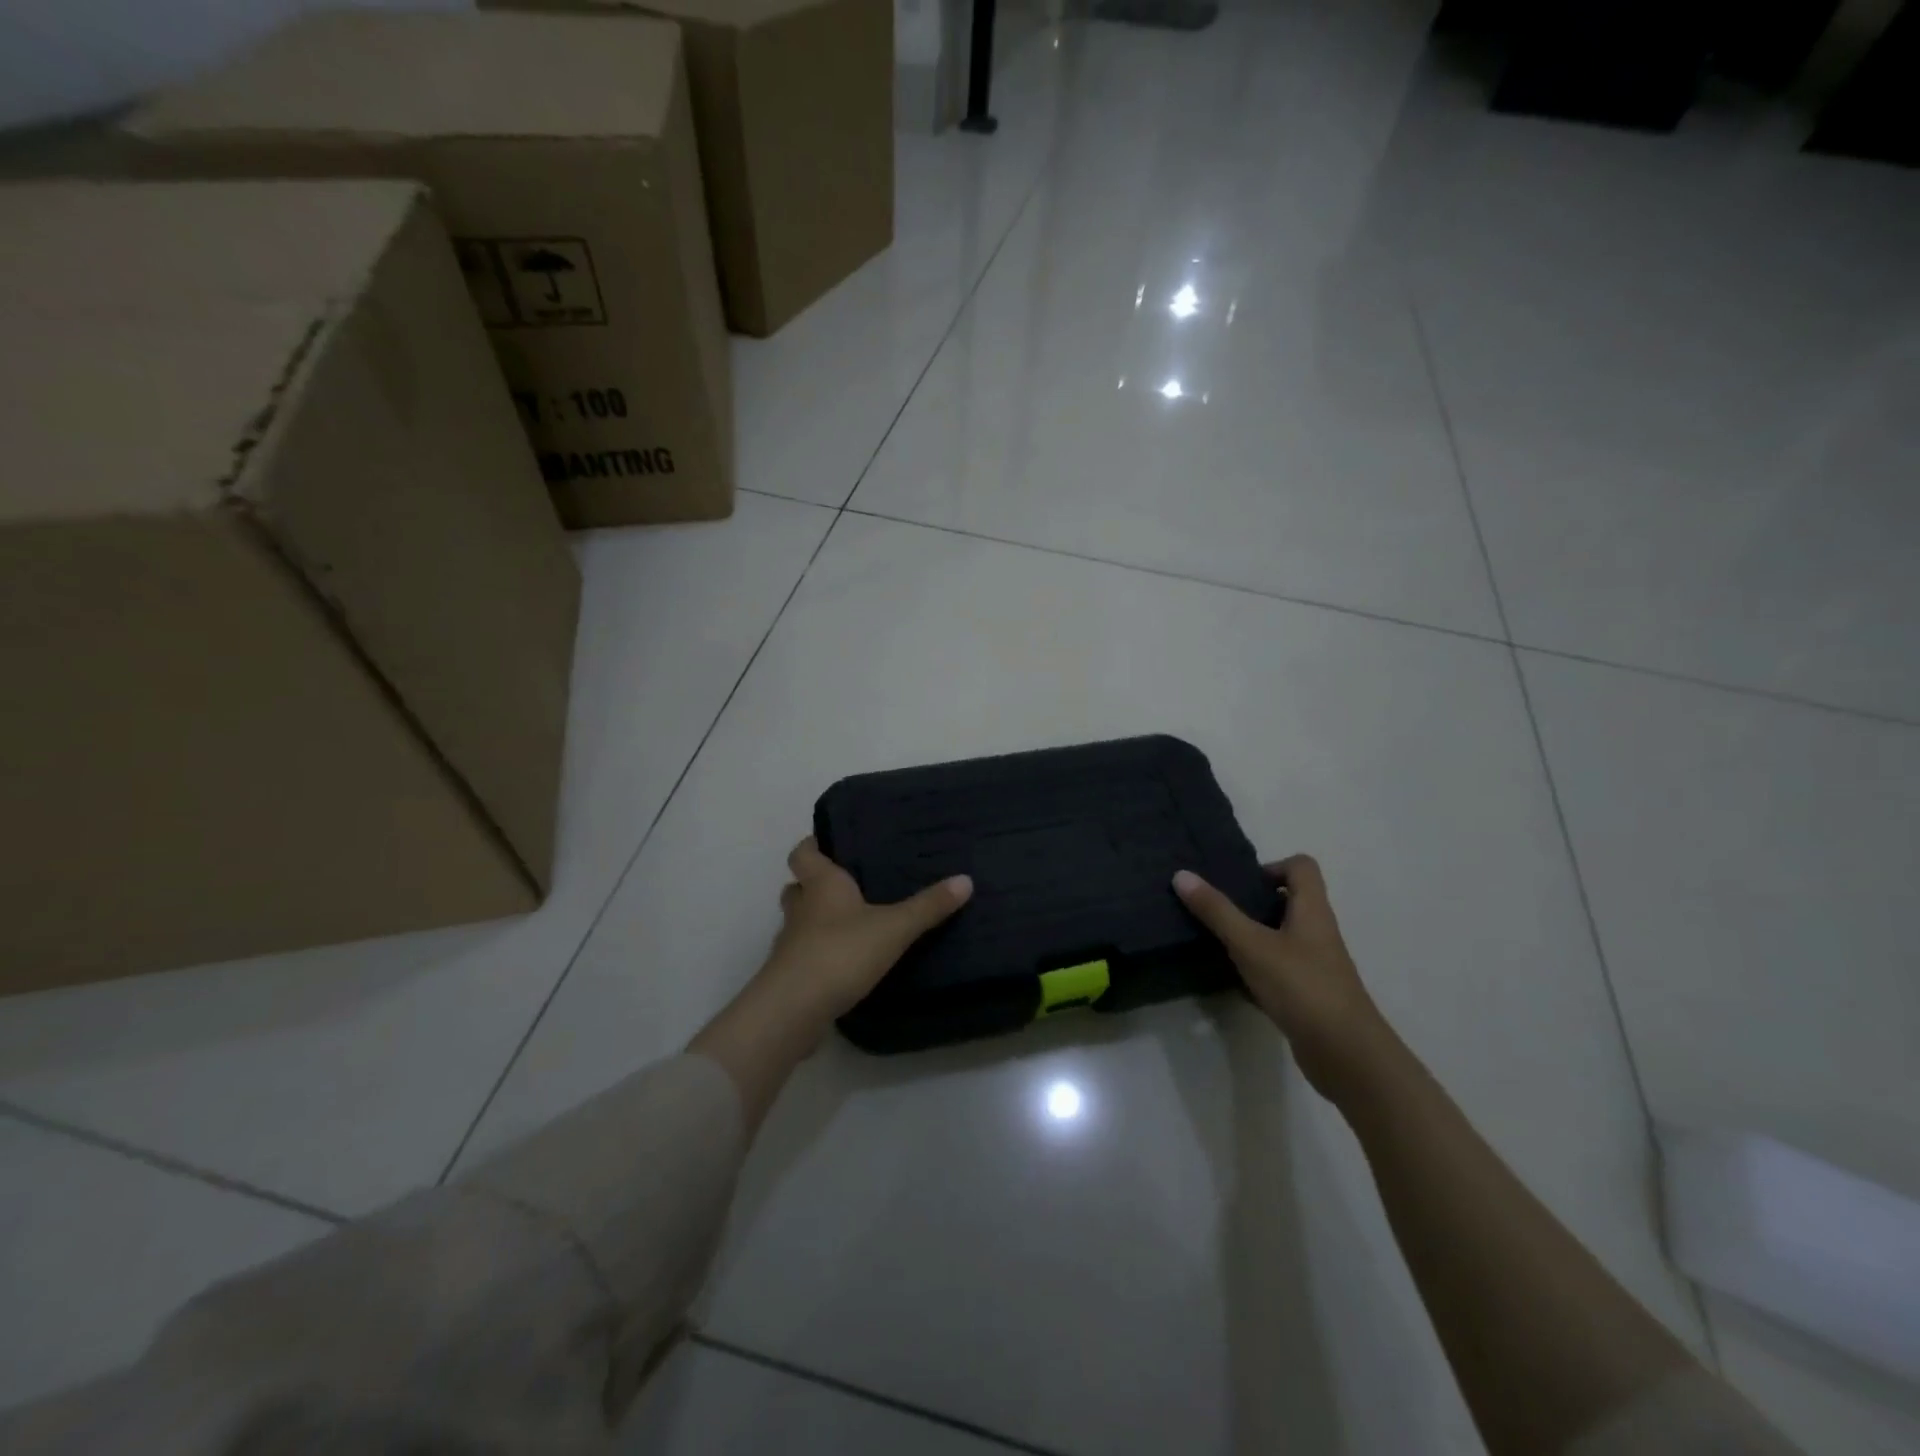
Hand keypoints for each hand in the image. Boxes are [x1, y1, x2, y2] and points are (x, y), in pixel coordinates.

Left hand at [765, 837, 973, 1020]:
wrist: (794, 1009)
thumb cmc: (841, 952)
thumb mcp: (895, 927)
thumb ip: (928, 906)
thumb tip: (966, 879)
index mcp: (821, 885)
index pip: (803, 853)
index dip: (812, 845)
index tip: (829, 843)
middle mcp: (800, 909)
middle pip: (797, 887)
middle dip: (813, 885)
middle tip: (845, 886)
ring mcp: (790, 944)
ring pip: (798, 923)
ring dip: (814, 921)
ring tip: (848, 925)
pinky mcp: (789, 976)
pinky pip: (802, 956)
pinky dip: (817, 955)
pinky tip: (842, 964)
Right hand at [1174, 855, 1387, 1096]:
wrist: (1346, 1054)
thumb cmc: (1301, 986)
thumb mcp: (1251, 945)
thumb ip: (1217, 911)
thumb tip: (1182, 875)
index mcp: (1312, 910)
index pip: (1302, 867)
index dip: (1272, 866)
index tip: (1241, 883)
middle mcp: (1318, 932)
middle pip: (1291, 900)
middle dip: (1254, 901)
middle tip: (1218, 909)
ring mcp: (1317, 965)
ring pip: (1284, 935)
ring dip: (1254, 934)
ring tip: (1218, 940)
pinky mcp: (1310, 994)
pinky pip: (1281, 968)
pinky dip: (1258, 967)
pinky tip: (1233, 978)